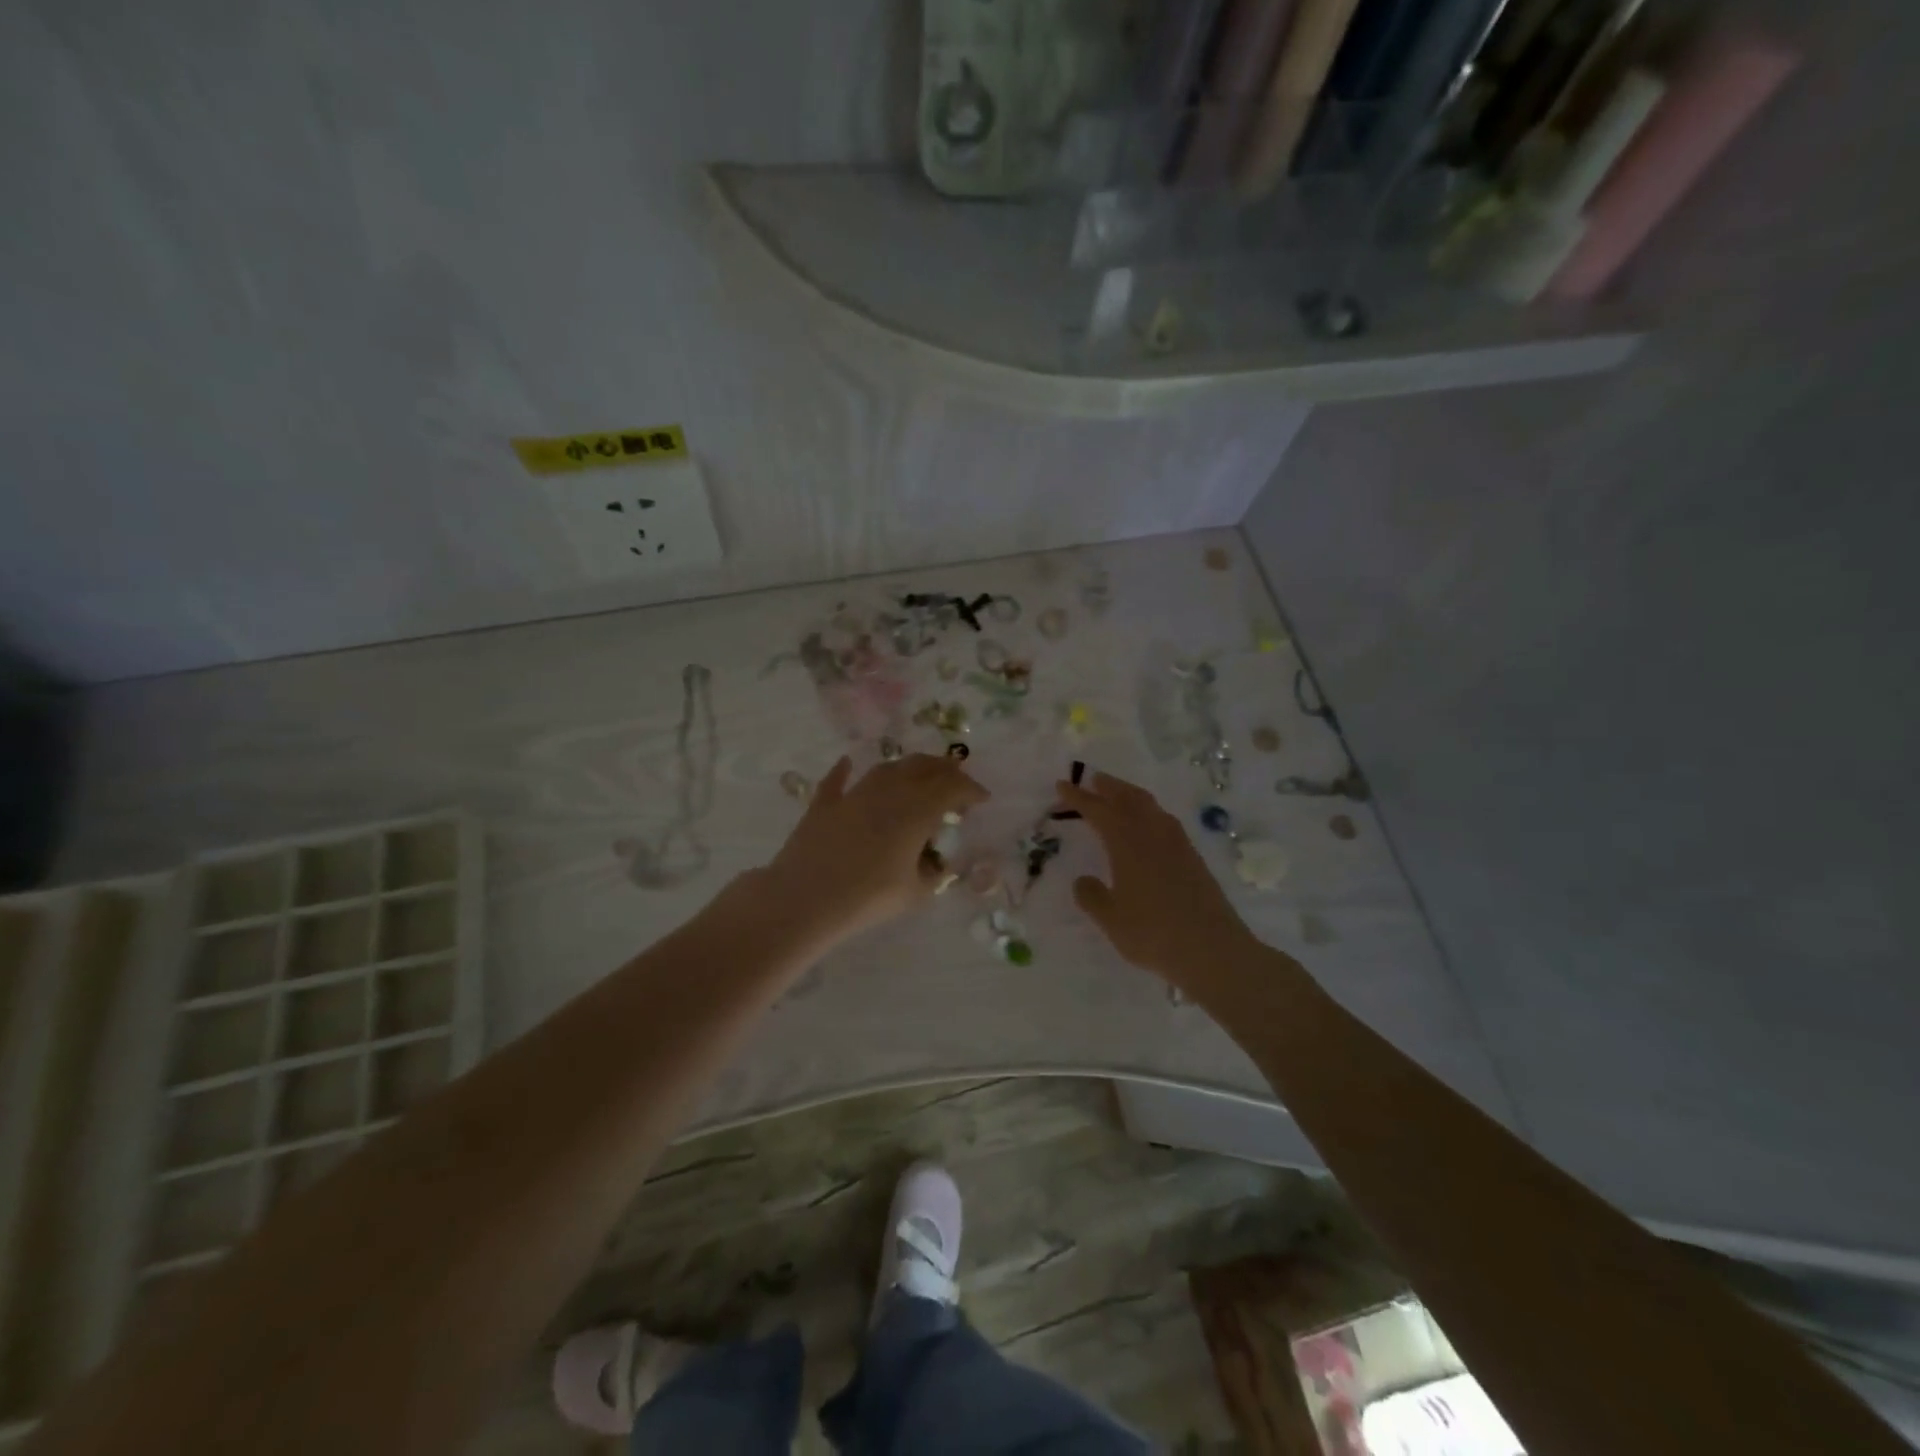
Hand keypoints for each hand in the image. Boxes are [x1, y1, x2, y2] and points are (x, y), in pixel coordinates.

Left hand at [765, 754, 988, 944]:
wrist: (805, 899)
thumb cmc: (867, 898)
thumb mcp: (913, 893)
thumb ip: (932, 875)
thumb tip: (938, 866)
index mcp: (916, 811)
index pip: (951, 788)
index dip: (970, 789)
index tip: (982, 798)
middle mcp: (888, 792)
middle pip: (922, 768)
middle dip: (944, 770)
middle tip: (956, 779)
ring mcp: (853, 794)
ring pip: (886, 769)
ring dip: (907, 767)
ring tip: (918, 775)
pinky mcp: (824, 804)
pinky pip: (838, 781)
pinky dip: (846, 771)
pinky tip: (848, 763)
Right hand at [1056, 771, 1257, 988]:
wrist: (1213, 949)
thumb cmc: (1154, 933)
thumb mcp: (1111, 919)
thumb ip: (1092, 896)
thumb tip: (1083, 880)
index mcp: (1127, 842)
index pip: (1098, 810)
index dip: (1078, 797)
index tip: (1061, 786)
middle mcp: (1152, 833)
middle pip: (1128, 798)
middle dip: (1108, 786)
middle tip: (1092, 779)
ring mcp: (1177, 843)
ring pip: (1150, 806)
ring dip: (1130, 795)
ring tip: (1117, 796)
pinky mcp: (1193, 857)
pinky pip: (1164, 821)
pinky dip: (1148, 812)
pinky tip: (1147, 827)